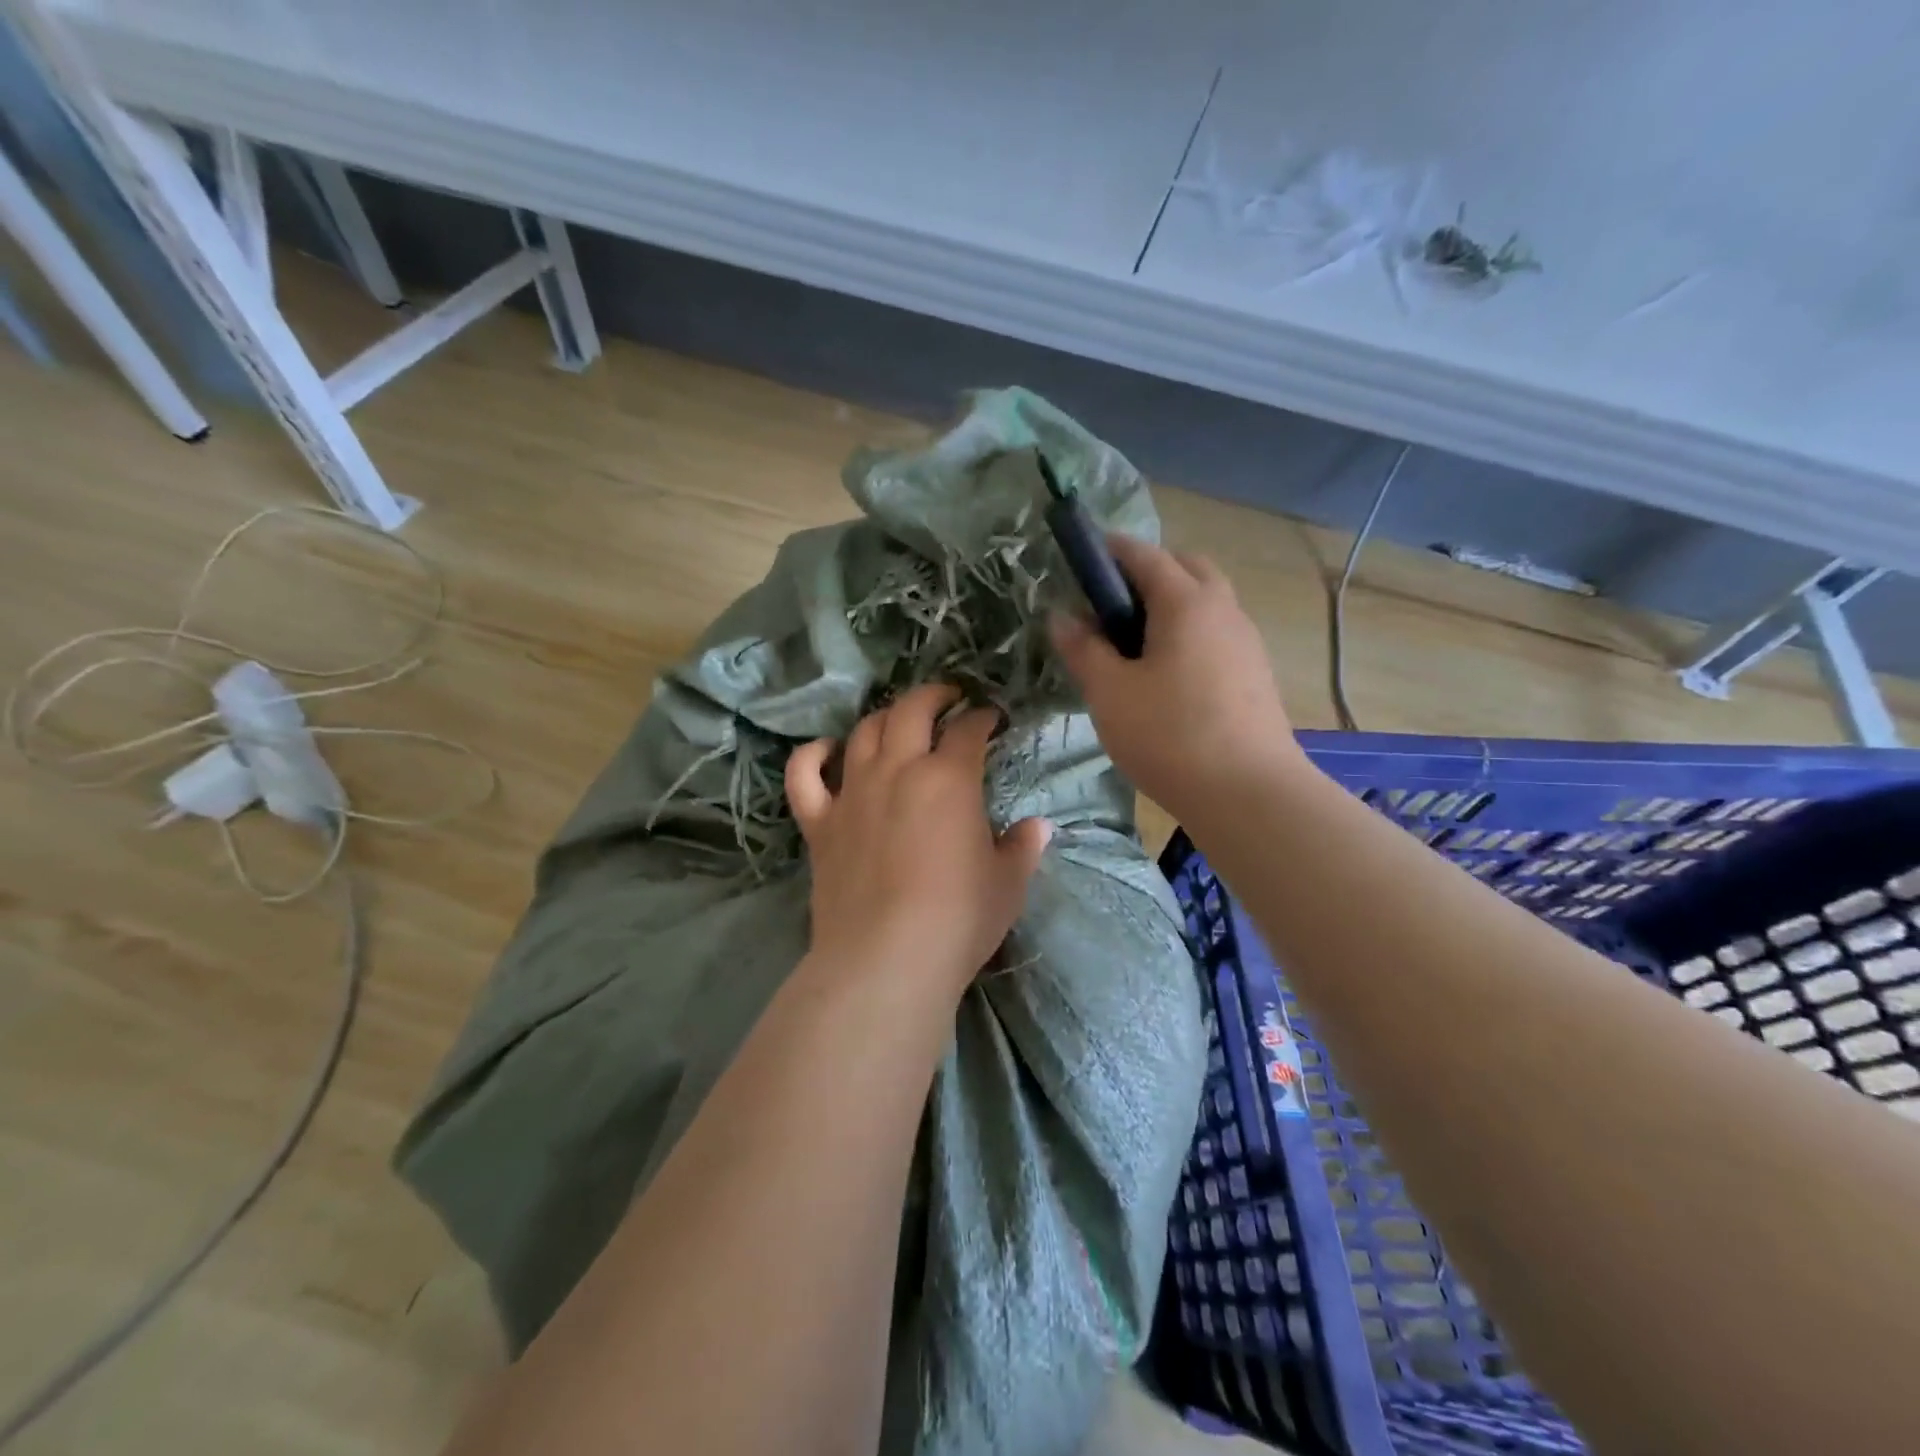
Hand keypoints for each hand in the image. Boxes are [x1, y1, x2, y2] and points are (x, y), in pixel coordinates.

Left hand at [785, 683, 1051, 998]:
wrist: (886, 959)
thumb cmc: (958, 919)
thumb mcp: (1007, 884)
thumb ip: (1022, 849)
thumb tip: (1037, 828)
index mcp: (949, 779)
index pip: (969, 731)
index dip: (983, 718)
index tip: (991, 719)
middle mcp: (898, 771)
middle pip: (911, 710)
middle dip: (933, 695)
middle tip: (948, 698)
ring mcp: (852, 793)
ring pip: (862, 732)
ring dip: (884, 717)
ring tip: (898, 720)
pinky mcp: (819, 823)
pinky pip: (804, 775)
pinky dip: (812, 755)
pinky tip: (826, 750)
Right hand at [1050, 534, 1303, 819]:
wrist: (1248, 794)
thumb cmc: (1169, 734)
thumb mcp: (1110, 692)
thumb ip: (1083, 650)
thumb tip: (1062, 617)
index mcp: (1185, 602)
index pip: (1144, 555)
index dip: (1111, 551)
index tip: (1084, 558)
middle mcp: (1223, 609)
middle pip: (1186, 568)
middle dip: (1149, 572)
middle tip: (1112, 605)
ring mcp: (1246, 642)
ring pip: (1207, 602)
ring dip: (1173, 605)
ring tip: (1136, 644)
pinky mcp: (1255, 674)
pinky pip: (1217, 634)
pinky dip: (1190, 634)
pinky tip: (1168, 676)